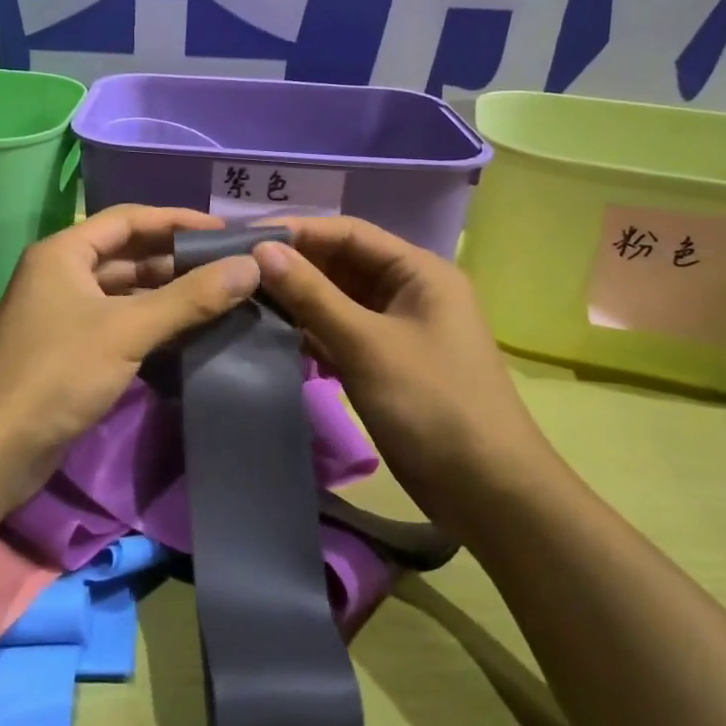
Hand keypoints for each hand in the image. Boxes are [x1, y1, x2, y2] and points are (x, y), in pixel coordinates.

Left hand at [0, 205, 261, 502]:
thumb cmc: (58, 373)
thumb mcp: (127, 330)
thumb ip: (189, 298)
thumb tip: (250, 267)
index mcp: (64, 252)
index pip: (129, 219)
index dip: (178, 220)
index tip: (224, 231)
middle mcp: (61, 273)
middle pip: (127, 253)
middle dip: (176, 258)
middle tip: (229, 264)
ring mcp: (63, 311)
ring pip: (124, 289)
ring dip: (166, 290)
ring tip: (219, 294)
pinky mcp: (69, 346)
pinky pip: (118, 319)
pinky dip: (150, 319)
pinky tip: (188, 328)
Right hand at [251, 217, 558, 534]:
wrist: (488, 493)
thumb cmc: (432, 404)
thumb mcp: (366, 344)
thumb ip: (312, 295)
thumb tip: (261, 249)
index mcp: (418, 272)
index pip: (348, 233)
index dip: (297, 232)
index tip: (245, 240)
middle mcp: (408, 291)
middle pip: (342, 264)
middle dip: (294, 266)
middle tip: (236, 271)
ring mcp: (397, 329)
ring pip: (338, 299)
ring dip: (298, 300)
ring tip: (243, 299)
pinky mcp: (386, 362)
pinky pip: (341, 332)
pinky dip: (310, 331)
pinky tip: (271, 333)